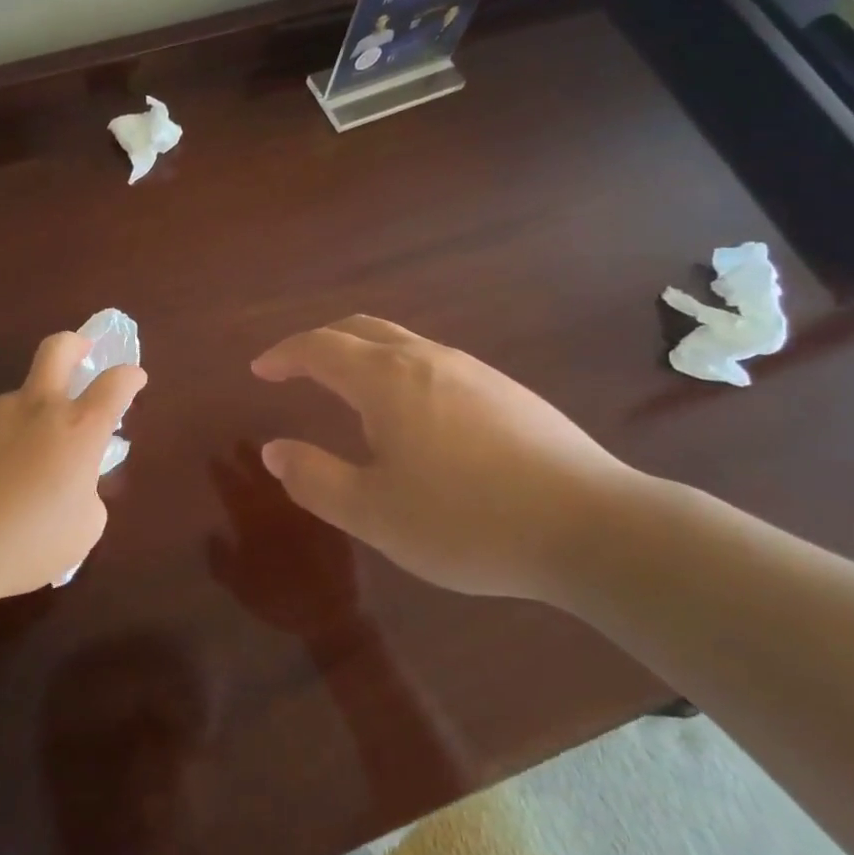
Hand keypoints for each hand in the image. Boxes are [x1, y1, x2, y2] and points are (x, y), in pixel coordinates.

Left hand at [0, 332, 146, 597]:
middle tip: (79, 353)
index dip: (129, 376)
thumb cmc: (26, 543)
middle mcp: (36, 407)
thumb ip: (86, 494)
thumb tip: (73, 484)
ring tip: (9, 477)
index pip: (115, 384)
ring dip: (23, 426)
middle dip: (74, 344)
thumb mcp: (81, 530)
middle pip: (58, 349)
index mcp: (78, 429)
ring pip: (16, 405)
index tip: (133, 378)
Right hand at [207, 446, 359, 641]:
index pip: (234, 489)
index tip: (214, 456)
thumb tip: (212, 533)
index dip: (223, 473)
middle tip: (240, 442)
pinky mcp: (333, 513)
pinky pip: (318, 486)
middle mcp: (282, 507)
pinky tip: (306, 468)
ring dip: (278, 461)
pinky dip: (310, 474)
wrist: (334, 616)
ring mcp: (310, 508)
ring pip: (290, 475)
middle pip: (264, 473)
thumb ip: (223, 560)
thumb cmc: (281, 601)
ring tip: (268, 450)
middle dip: (250, 457)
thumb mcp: (241, 587)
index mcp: (255, 522)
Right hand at [251, 316, 644, 600]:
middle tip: (296, 368)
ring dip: (362, 354)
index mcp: (386, 379)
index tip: (260, 369)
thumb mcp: (374, 513)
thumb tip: (273, 450)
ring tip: (348, 391)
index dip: (284, 354)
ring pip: (401, 342)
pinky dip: (398, 370)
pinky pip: (433, 362)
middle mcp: (427, 358)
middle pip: (361, 328)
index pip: (319, 347)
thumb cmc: (467, 521)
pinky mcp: (506, 390)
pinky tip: (413, 414)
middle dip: (320, 342)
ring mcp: (473, 370)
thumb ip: (315, 479)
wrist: (593, 526)